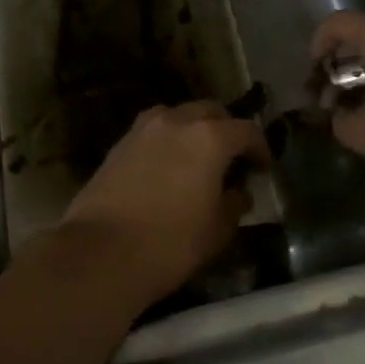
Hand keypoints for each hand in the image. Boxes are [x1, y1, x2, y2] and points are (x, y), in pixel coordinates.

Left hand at [57, 102, 266, 307]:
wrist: (101, 251)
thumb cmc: (170, 243)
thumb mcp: (217, 231)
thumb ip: (234, 204)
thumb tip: (239, 192)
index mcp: (209, 138)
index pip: (246, 130)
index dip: (260, 148)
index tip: (263, 168)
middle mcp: (176, 121)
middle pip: (210, 111)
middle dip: (226, 129)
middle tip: (232, 158)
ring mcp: (143, 128)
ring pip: (178, 115)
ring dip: (193, 129)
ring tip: (197, 158)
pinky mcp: (120, 143)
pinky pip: (153, 129)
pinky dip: (167, 139)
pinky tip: (167, 166)